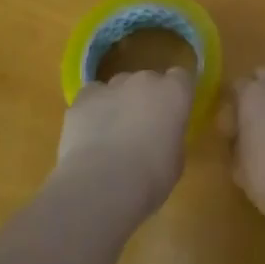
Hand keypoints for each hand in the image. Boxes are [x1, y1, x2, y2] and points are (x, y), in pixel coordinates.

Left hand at [56, 68, 195, 215]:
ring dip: (119, 103)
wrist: (102, 184)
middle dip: (145, 99)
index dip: (175, 96)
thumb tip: (160, 137)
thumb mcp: (175, 160)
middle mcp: (145, 81)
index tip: (172, 116)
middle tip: (141, 129)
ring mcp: (112, 86)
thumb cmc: (150, 177)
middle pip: (148, 81)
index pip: (180, 78)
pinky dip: (92, 109)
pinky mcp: (84, 97)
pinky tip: (89, 133)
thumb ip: (170, 137)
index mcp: (174, 93)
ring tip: (111, 135)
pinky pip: (92, 96)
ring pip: (118, 87)